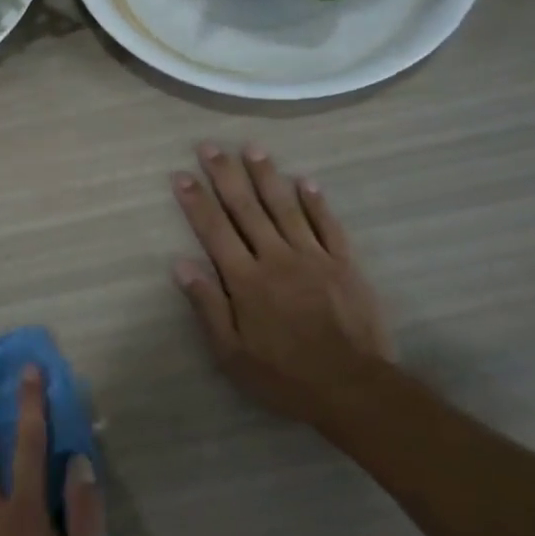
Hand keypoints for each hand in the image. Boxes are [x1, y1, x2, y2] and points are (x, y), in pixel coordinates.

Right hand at [171, 142, 393, 421]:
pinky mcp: (344, 264)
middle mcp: (276, 258)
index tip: (181, 174)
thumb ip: (208, 305)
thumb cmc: (284, 376)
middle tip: (210, 146)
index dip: (196, 201)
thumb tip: (180, 264)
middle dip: (225, 175)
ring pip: (286, 207)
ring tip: (252, 148)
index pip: (214, 231)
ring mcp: (313, 257)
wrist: (354, 389)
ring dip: (267, 176)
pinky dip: (315, 202)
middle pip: (246, 209)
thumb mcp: (232, 354)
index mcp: (246, 280)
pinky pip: (328, 225)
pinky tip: (305, 180)